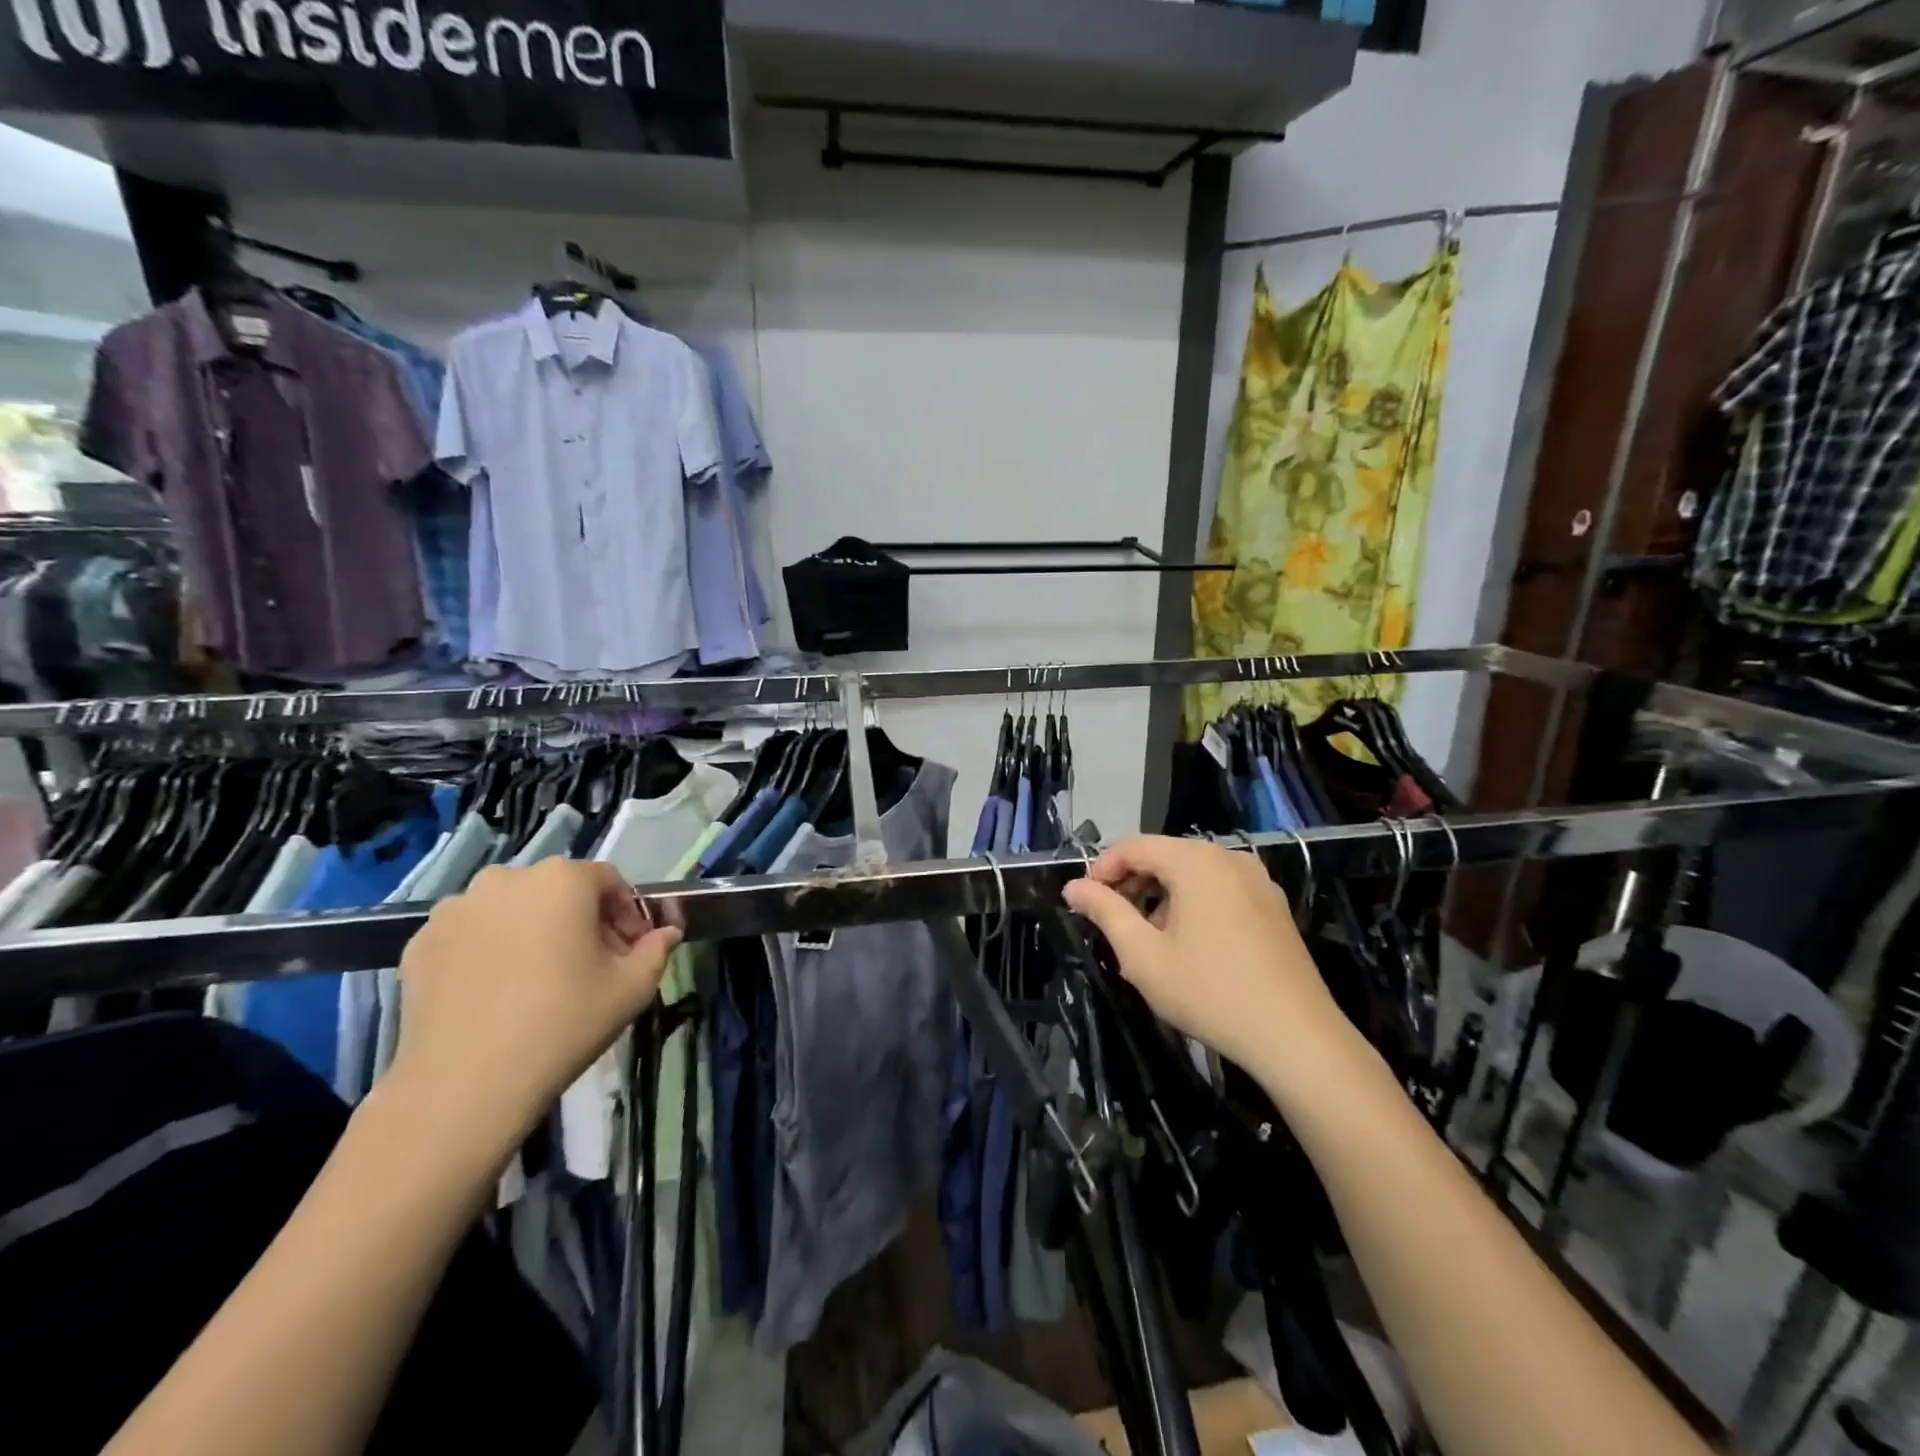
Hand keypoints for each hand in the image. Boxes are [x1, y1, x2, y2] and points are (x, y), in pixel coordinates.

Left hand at [386, 859, 680, 1159]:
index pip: (608, 881)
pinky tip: (495, 991)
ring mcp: (456, 908)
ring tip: (537, 978)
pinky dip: (488, 949)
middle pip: (557, 890)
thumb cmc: (563, 1024)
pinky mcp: (420, 941)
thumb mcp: (632, 988)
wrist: (465, 1085)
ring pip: (511, 909)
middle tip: (588, 964)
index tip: (629, 949)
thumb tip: (666, 933)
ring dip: (531, 930)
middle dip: (579, 919)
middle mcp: (507, 878)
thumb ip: (657, 950)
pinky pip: (470, 933)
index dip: (626, 912)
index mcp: (563, 879)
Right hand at [1062, 835, 1370, 1092]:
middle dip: (1132, 882)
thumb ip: (1104, 912)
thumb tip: (1073, 887)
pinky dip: (1193, 902)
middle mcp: (1229, 858)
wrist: (1296, 1037)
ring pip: (1193, 872)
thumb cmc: (1209, 992)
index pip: (1133, 845)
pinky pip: (1220, 888)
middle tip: (1111, 921)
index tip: (1084, 901)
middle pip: (1165, 855)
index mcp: (1196, 861)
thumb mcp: (1143, 955)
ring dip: (1161, 894)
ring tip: (1147, 937)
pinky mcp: (1274, 905)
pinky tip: (1188, 943)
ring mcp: (1258, 880)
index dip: (1102, 868)